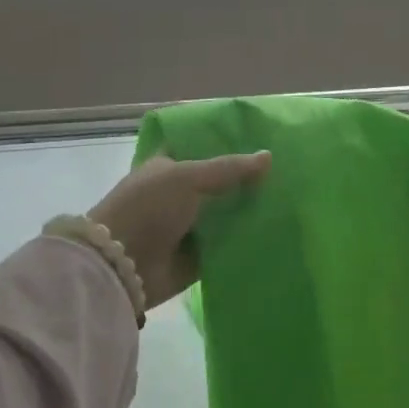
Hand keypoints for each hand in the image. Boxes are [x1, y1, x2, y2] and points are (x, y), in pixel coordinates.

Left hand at [90, 151, 270, 309]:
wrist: (120, 267)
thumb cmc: (148, 208)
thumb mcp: (188, 178)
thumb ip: (229, 168)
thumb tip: (269, 156)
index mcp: (168, 167)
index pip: (201, 149)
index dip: (228, 145)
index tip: (262, 141)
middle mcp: (177, 195)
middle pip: (218, 184)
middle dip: (246, 181)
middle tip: (284, 172)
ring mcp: (187, 227)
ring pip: (225, 215)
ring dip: (249, 211)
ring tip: (288, 200)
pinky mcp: (196, 258)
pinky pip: (227, 245)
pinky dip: (245, 241)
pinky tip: (275, 232)